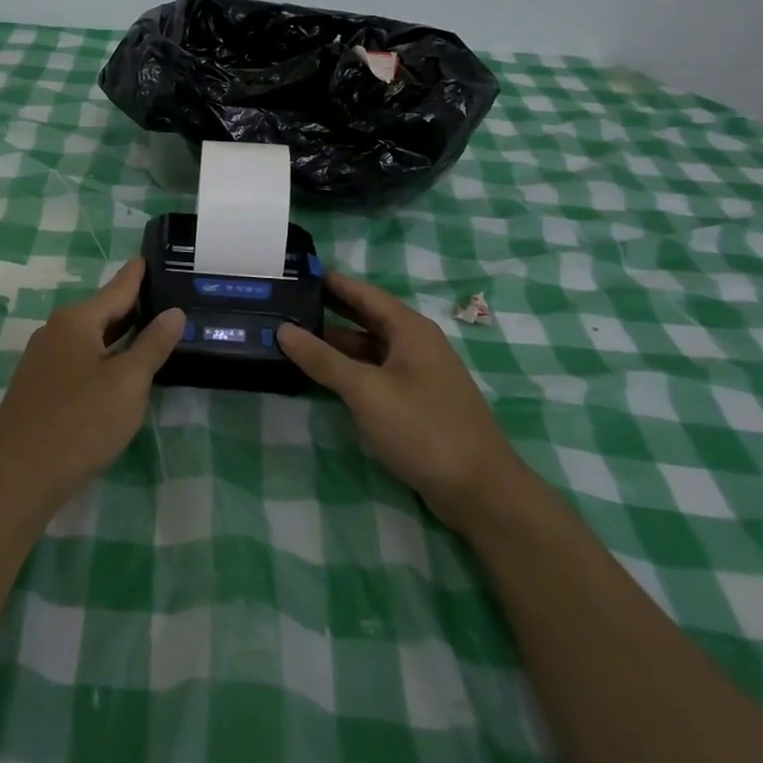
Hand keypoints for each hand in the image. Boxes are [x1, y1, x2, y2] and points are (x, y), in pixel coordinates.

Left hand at [0, 259, 184, 506]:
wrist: (19, 475)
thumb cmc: (81, 421)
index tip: (152, 255)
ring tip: (151, 330)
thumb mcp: (128, 382)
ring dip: (119, 334)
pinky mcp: (39, 386)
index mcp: (77, 320)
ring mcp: (43, 359)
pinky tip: (119, 370)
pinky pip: (79, 359)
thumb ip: (152, 345)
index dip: (138, 273)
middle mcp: (55, 330)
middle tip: (167, 297)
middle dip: (133, 305)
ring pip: (90, 337)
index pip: (117, 287)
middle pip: (102, 310)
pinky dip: (103, 356)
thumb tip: (174, 313)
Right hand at [277, 271, 521, 528]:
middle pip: (367, 318)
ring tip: (295, 337)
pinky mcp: (417, 404)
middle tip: (287, 303)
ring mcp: (419, 376)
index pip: (364, 293)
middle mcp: (416, 345)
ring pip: (370, 349)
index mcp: (410, 330)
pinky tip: (325, 376)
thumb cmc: (422, 427)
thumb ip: (323, 359)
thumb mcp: (366, 390)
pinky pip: (377, 374)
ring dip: (337, 344)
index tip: (297, 272)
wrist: (479, 490)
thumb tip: (283, 329)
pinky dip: (351, 370)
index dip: (332, 282)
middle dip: (330, 310)